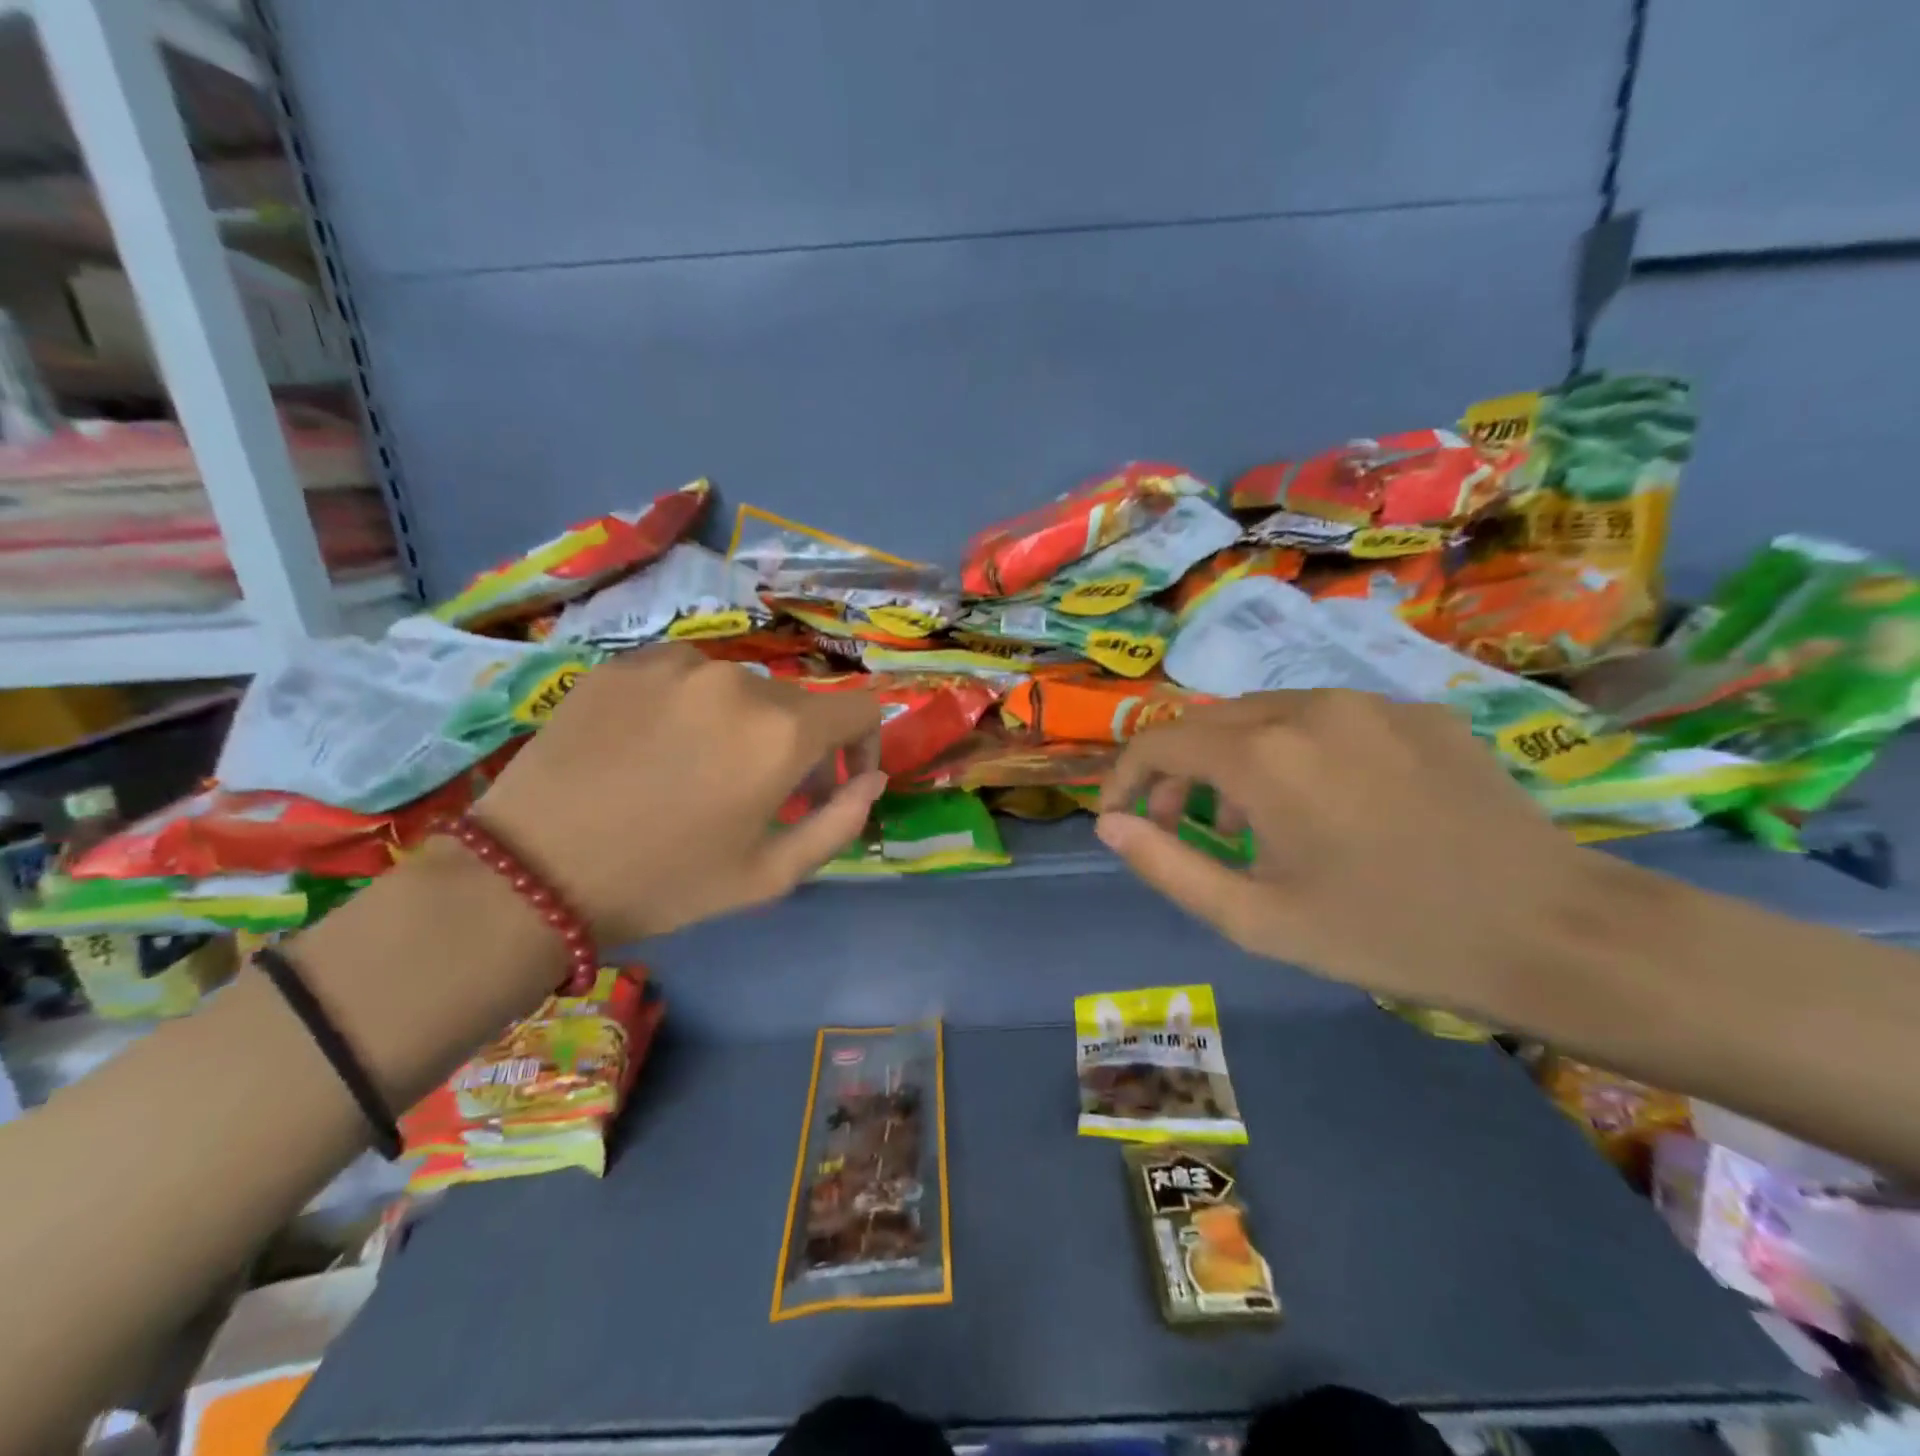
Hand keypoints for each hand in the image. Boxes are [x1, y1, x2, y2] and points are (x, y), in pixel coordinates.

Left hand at [472, 645, 884, 943]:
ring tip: (699, 771)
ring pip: (741, 689)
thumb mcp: (770, 874)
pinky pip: (685, 676)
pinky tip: (654, 747)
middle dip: (799, 747)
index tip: (838, 781)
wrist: (531, 872)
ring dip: (742, 726)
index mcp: (781, 731)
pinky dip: (690, 707)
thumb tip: (871, 778)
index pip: (861, 708)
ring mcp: (677, 664)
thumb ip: (840, 822)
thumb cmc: (665, 882)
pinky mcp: (626, 662)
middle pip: (798, 705)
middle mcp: (738, 680)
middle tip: (764, 794)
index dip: (865, 744)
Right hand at [1096, 691, 1602, 1012]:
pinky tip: (1331, 802)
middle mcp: (1308, 707)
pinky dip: (1297, 751)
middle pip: (1208, 723)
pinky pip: (1328, 718)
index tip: (1120, 818)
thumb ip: (1167, 865)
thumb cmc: (1386, 934)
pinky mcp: (1417, 712)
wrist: (1550, 931)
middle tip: (1185, 827)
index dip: (1124, 777)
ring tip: (1255, 819)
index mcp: (1264, 756)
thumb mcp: (1257, 920)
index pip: (1158, 741)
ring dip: (1235, 759)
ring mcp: (1369, 702)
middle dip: (1177, 771)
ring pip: (1266, 715)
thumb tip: (1110, 824)